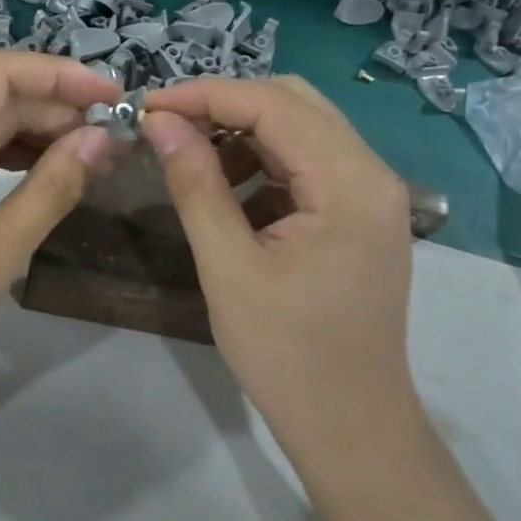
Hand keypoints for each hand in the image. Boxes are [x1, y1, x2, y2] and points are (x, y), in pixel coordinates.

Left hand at [0, 51, 119, 404]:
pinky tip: (49, 174)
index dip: (63, 76)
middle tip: (114, 138)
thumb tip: (102, 139)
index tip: (115, 96)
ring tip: (93, 156)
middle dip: (56, 111)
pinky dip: (10, 160)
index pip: (1, 73)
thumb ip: (53, 187)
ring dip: (37, 137)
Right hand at [140, 76, 419, 466]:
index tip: (147, 106)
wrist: (349, 424)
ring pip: (302, 130)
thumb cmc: (287, 354)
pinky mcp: (360, 216)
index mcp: (350, 183)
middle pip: (295, 104)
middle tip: (166, 126)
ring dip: (243, 133)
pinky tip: (229, 192)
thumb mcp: (228, 266)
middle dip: (225, 105)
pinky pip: (308, 165)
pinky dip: (263, 164)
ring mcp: (372, 195)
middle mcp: (373, 174)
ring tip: (190, 158)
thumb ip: (196, 185)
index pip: (274, 104)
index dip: (205, 95)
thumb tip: (160, 122)